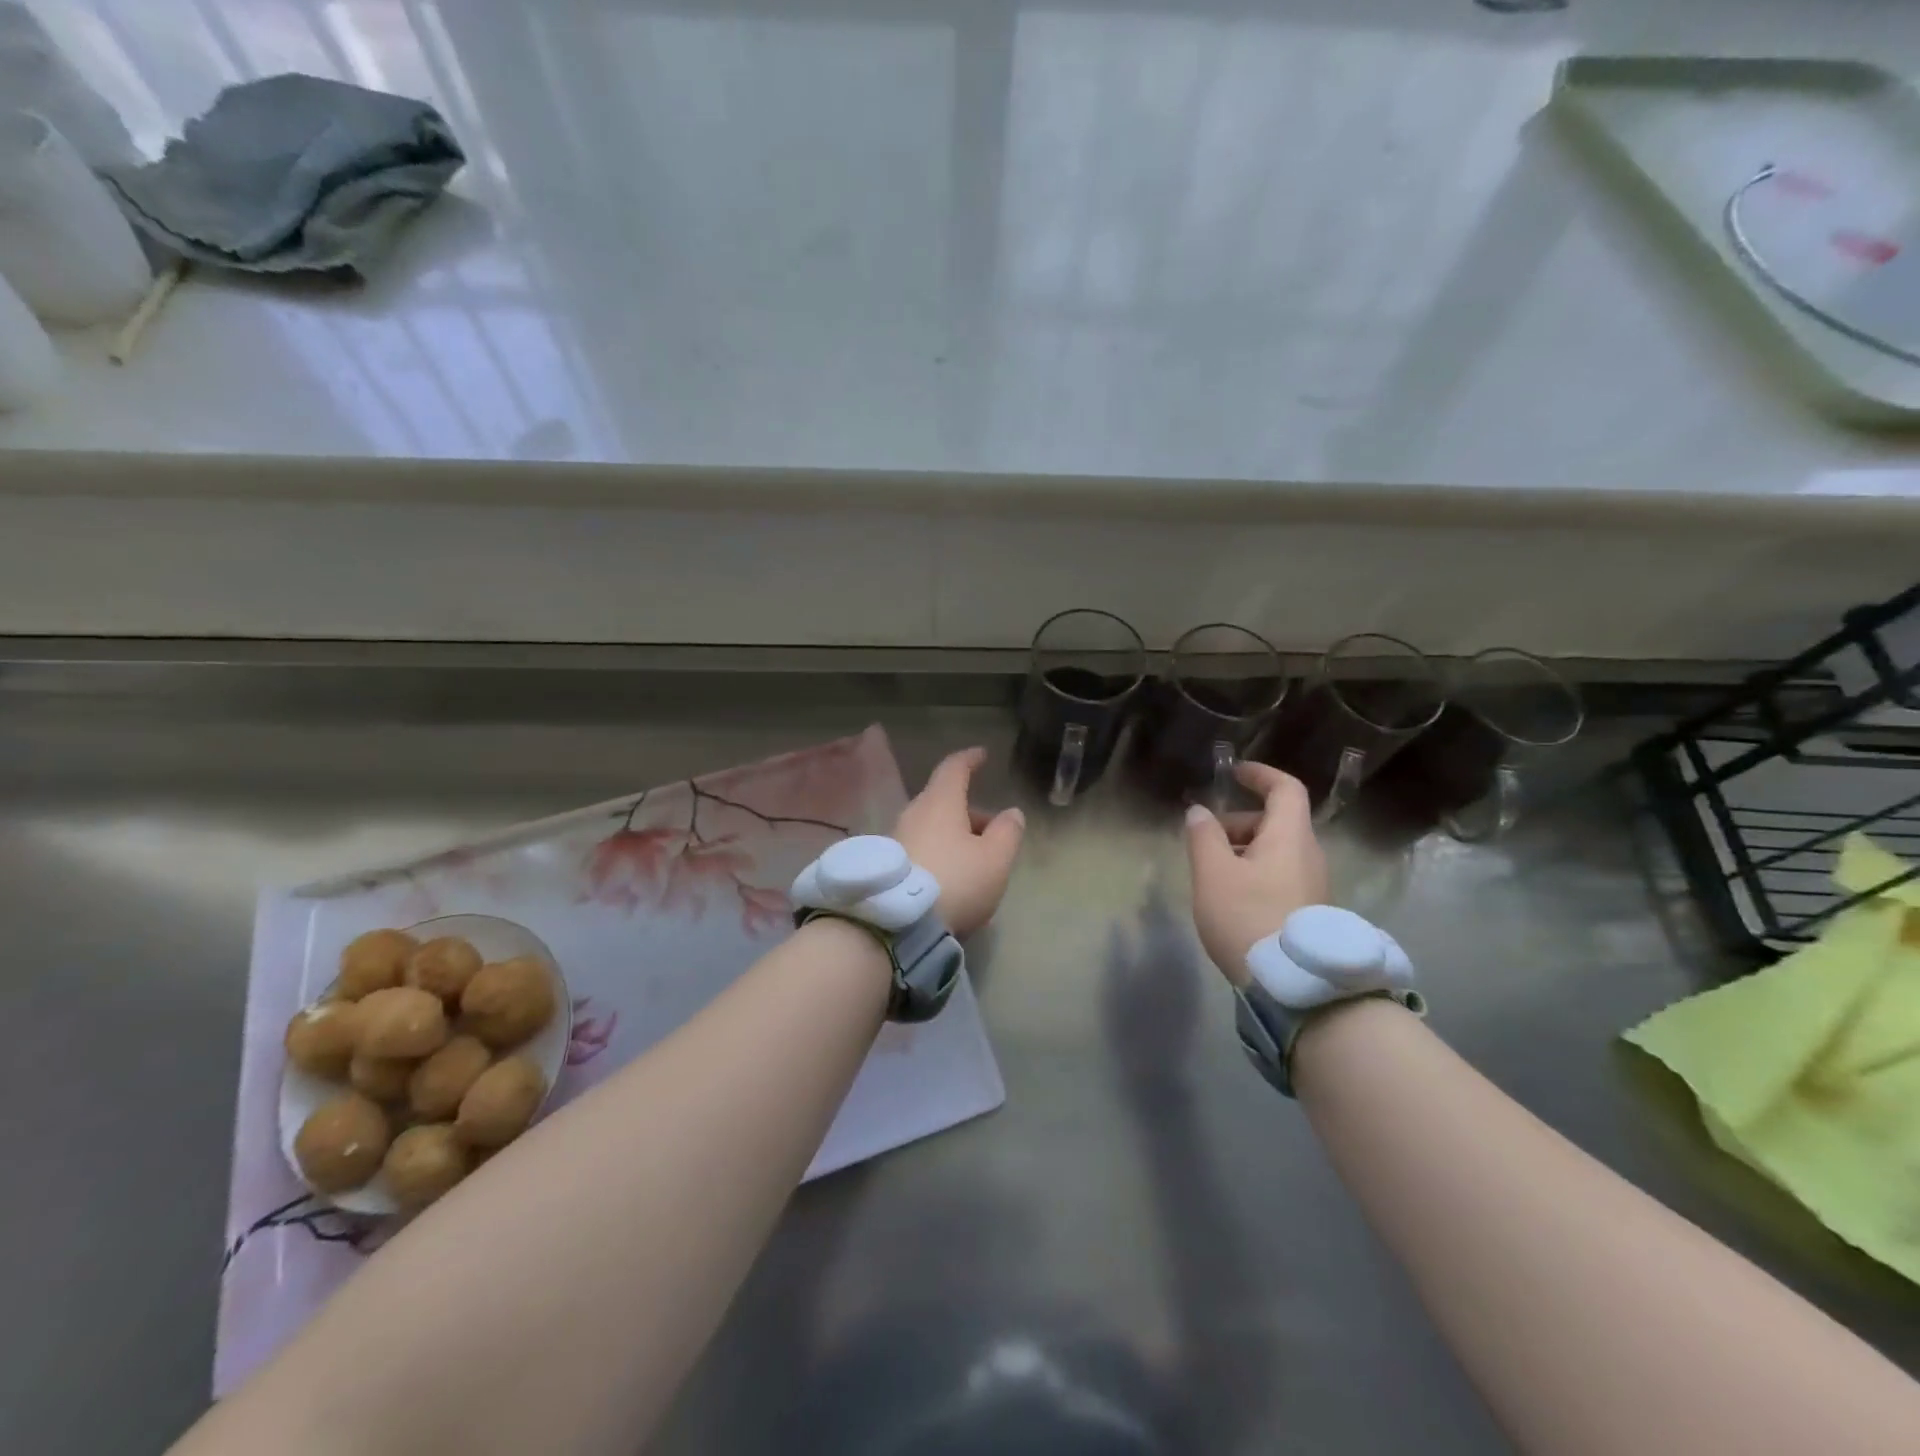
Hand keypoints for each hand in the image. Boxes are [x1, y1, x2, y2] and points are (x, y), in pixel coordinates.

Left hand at [895, 747, 1025, 936]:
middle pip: (943, 801)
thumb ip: (1008, 832)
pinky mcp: (886, 866)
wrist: (896, 924)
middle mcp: (913, 813)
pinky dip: (937, 853)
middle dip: (968, 811)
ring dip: (953, 835)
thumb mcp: (995, 859)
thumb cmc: (955, 881)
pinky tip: (950, 879)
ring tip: (975, 862)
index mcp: (940, 803)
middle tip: (992, 831)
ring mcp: (894, 839)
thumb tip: (1011, 813)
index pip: (954, 768)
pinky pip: (919, 848)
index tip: (981, 755)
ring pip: (931, 826)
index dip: (970, 759)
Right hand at [1185, 762, 1327, 984]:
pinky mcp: (1311, 912)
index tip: (1234, 772)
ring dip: (1244, 851)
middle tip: (1205, 841)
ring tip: (1212, 876)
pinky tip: (1232, 901)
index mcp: (1290, 837)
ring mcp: (1314, 885)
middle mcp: (1310, 855)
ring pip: (1277, 851)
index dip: (1260, 775)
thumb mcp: (1213, 874)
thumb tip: (1199, 812)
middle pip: (1276, 822)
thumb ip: (1204, 837)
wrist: (1296, 987)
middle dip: (1238, 822)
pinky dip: (1255, 873)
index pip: (1285, 788)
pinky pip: (1281, 876)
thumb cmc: (1248, 917)